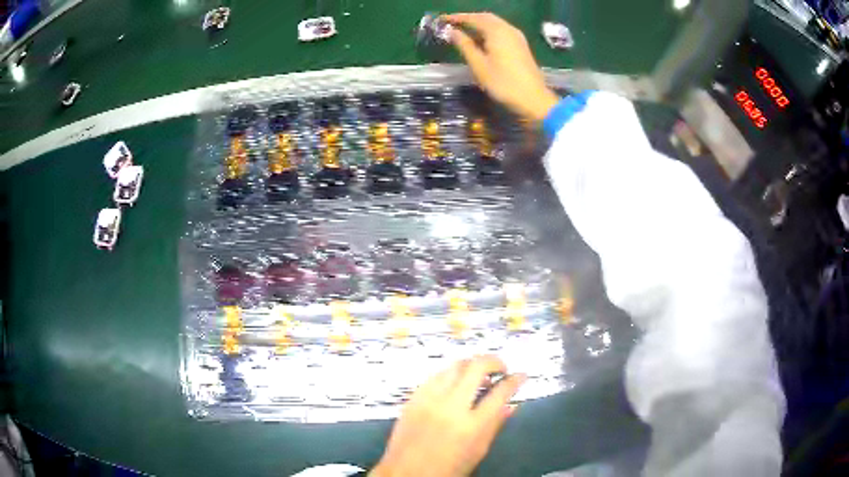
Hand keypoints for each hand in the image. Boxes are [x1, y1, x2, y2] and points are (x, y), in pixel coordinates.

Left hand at [371, 356, 525, 476]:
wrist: (406, 473)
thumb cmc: (447, 469)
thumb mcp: (478, 452)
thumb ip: (495, 425)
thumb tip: (511, 405)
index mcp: (472, 426)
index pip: (500, 392)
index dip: (515, 380)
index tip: (521, 375)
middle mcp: (450, 407)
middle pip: (476, 367)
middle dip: (494, 361)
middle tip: (501, 369)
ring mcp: (428, 399)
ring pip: (454, 365)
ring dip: (471, 366)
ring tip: (478, 376)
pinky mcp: (413, 398)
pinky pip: (435, 375)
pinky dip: (450, 374)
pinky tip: (455, 383)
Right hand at [445, 12, 558, 122]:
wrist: (533, 98)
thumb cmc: (503, 83)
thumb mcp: (479, 65)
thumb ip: (464, 45)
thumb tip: (451, 32)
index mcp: (496, 31)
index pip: (473, 18)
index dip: (457, 18)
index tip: (442, 20)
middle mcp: (508, 29)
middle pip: (485, 17)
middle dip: (468, 19)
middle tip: (452, 24)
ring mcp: (517, 37)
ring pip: (494, 23)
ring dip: (478, 24)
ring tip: (463, 31)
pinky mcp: (521, 45)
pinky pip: (501, 31)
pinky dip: (488, 31)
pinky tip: (480, 40)